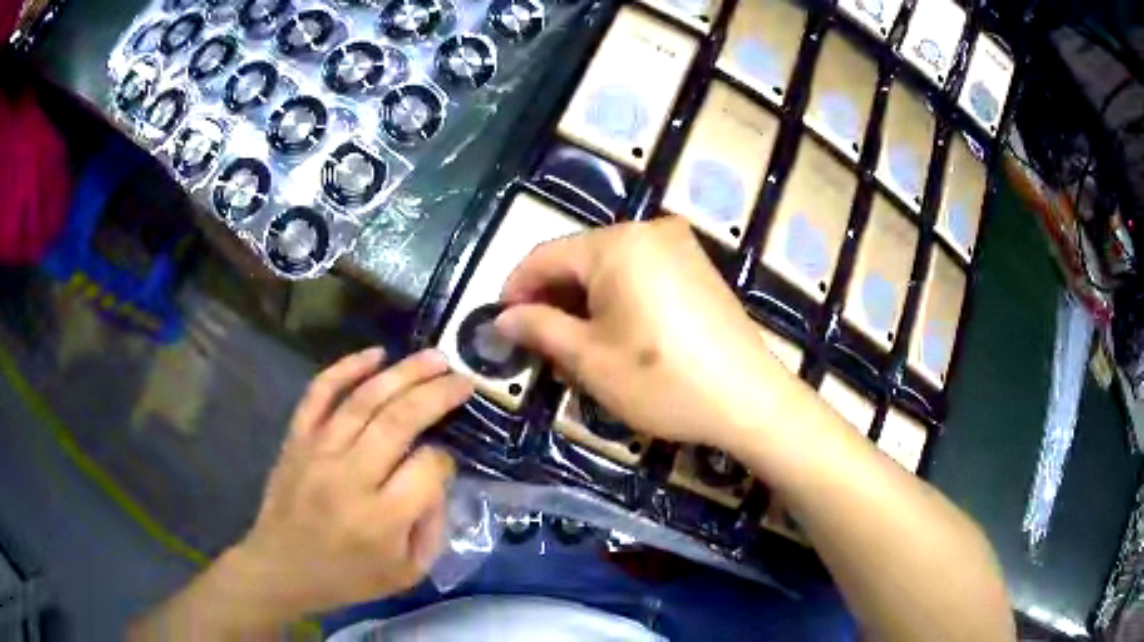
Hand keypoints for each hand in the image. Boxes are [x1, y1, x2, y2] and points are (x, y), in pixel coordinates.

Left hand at [227, 348, 472, 620]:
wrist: (281, 568)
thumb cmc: (348, 577)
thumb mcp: (408, 573)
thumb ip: (433, 528)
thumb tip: (439, 477)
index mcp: (382, 518)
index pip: (427, 467)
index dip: (446, 457)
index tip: (448, 458)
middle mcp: (350, 478)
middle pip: (399, 421)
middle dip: (437, 394)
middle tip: (462, 378)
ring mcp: (318, 452)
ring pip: (365, 400)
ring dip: (403, 373)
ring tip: (435, 357)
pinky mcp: (296, 439)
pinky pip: (319, 394)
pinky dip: (345, 368)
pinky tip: (374, 354)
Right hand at [494, 217, 799, 450]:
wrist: (748, 399)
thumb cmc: (661, 380)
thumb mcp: (589, 358)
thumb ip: (538, 328)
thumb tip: (502, 318)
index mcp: (618, 243)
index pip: (545, 255)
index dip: (516, 288)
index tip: (500, 323)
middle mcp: (649, 231)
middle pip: (580, 258)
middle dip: (552, 297)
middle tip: (535, 339)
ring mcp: (679, 246)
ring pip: (610, 267)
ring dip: (583, 299)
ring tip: (571, 341)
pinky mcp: (698, 267)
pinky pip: (641, 273)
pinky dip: (616, 297)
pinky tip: (614, 331)